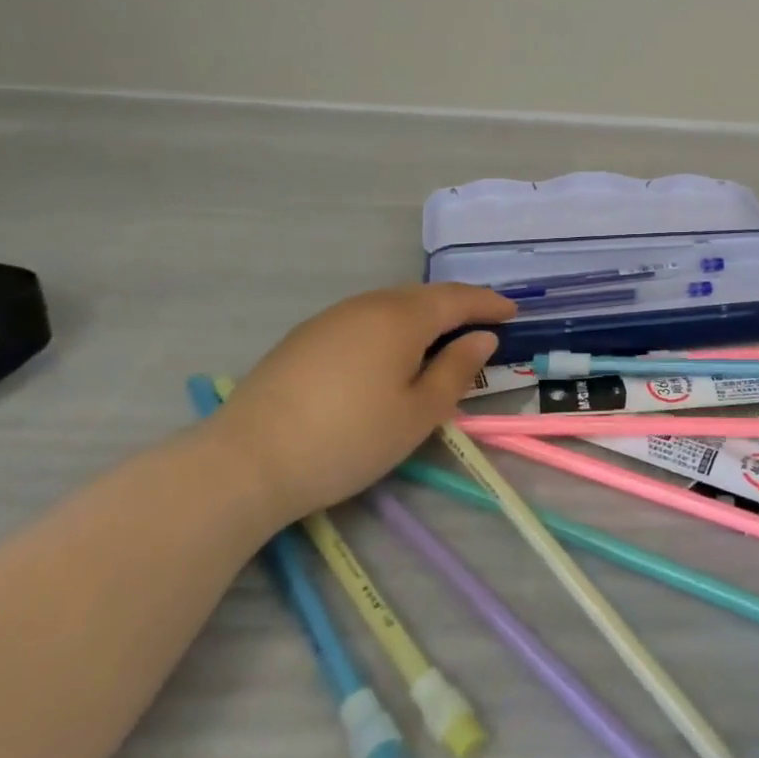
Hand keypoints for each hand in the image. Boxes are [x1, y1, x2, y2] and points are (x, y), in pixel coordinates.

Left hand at [206, 283, 514, 525]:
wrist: (245, 461)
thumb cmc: (348, 439)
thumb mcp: (418, 414)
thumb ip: (456, 371)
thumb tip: (482, 338)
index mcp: (402, 317)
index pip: (458, 298)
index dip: (489, 303)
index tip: (513, 311)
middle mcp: (368, 304)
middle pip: (424, 296)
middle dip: (458, 305)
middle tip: (482, 323)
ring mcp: (332, 318)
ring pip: (391, 305)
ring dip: (423, 315)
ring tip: (441, 337)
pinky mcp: (305, 337)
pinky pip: (365, 318)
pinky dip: (392, 326)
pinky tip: (388, 352)